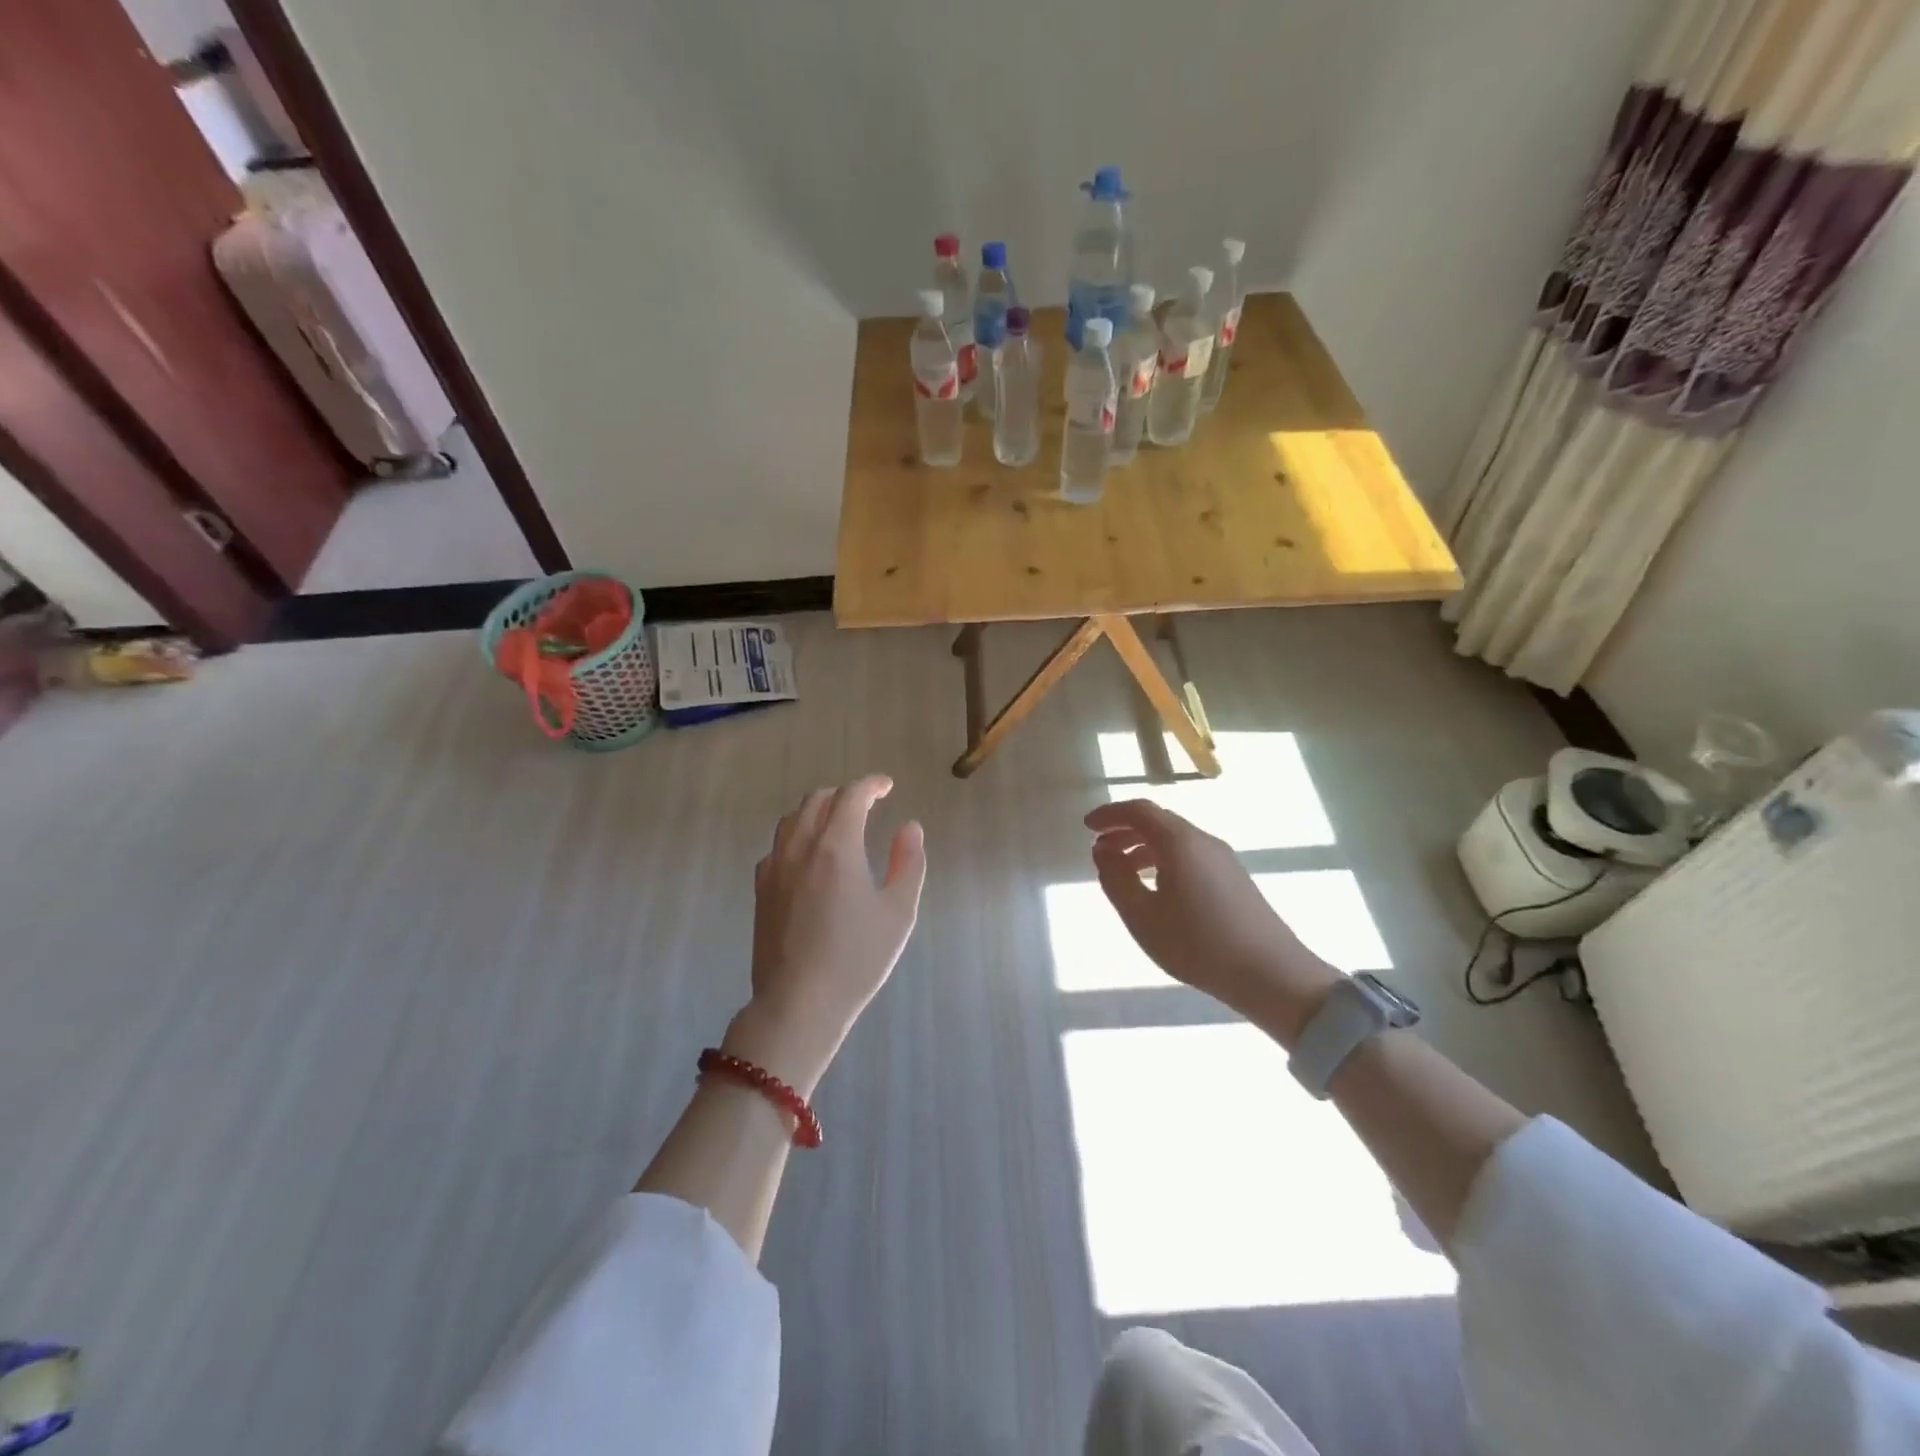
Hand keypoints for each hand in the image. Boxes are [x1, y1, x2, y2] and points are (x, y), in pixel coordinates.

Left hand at [729, 775, 926, 1091]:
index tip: (887, 786)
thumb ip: (908, 863)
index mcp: (837, 846)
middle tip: (866, 805)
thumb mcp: (898, 912)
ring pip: (793, 819)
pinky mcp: (761, 889)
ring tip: (837, 824)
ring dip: (817, 810)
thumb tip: (910, 827)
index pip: (852, 795)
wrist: (799, 1003)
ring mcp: (775, 867)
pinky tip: (809, 857)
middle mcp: (801, 847)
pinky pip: (778, 845)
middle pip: (818, 799)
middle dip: (844, 794)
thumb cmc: (857, 958)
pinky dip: (797, 836)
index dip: (871, 784)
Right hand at [1085, 800, 1339, 1040]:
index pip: (1139, 811)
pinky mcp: (1234, 879)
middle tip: (1099, 849)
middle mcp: (1203, 841)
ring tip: (1122, 872)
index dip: (1110, 814)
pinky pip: (1190, 855)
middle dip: (1124, 830)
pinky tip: (1156, 889)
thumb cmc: (1197, 944)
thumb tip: (1103, 852)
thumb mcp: (1142, 916)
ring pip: (1175, 840)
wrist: (1271, 974)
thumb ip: (1116, 879)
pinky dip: (1163, 860)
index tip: (1087, 826)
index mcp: (1179, 842)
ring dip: (1143, 848)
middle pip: (1158, 822)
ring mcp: (1223, 859)